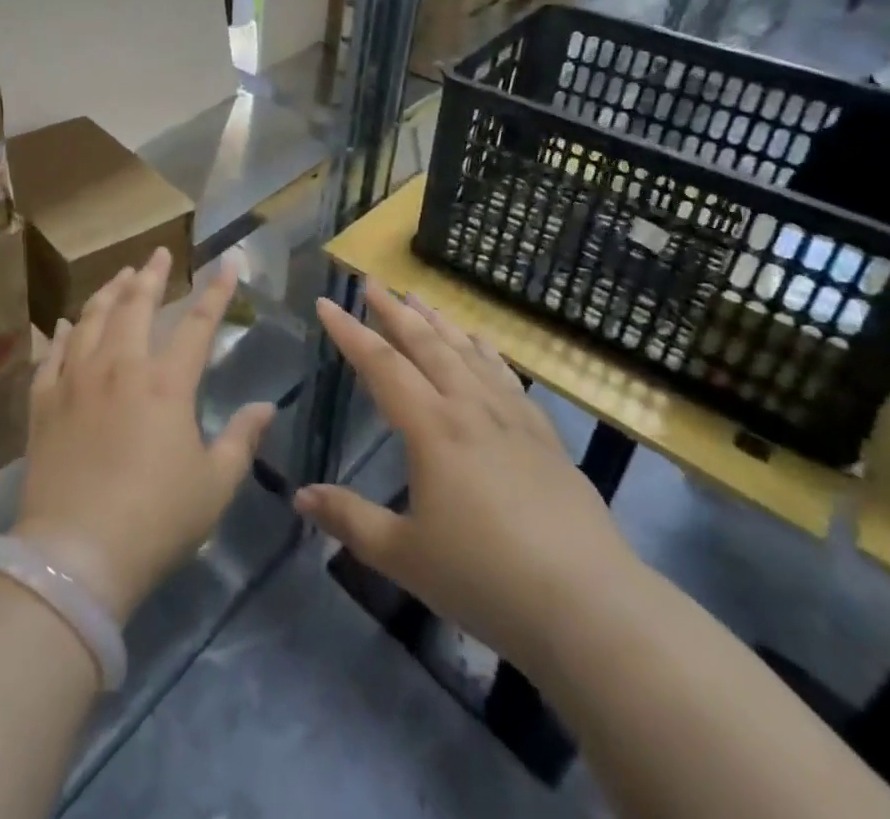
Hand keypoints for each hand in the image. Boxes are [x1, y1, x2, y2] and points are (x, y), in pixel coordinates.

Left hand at [13, 250, 274, 623]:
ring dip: (108, 292)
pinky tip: (64, 323)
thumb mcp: (214, 486)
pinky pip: (52, 353)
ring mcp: (76, 380)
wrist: (76, 553)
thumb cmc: (155, 520)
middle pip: (136, 306)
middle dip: (151, 275)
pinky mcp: (44, 401)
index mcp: (166, 383)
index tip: (227, 263)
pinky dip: (61, 333)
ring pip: (92, 319)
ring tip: (119, 276)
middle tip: (158, 254)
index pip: (198, 324)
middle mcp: (120, 367)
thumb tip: (264, 407)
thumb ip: (241, 440)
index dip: (216, 292)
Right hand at [293, 288, 639, 674]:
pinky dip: (486, 351)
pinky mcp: (544, 437)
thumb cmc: (485, 579)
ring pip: (467, 352)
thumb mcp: (404, 556)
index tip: (325, 302)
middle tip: (372, 282)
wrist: (589, 606)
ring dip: (438, 322)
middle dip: (394, 310)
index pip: (381, 364)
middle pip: (426, 345)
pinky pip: (506, 377)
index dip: (349, 332)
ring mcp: (512, 418)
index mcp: (432, 428)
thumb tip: (300, 496)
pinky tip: (481, 343)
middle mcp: (470, 408)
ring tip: (418, 297)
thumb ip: (350, 520)